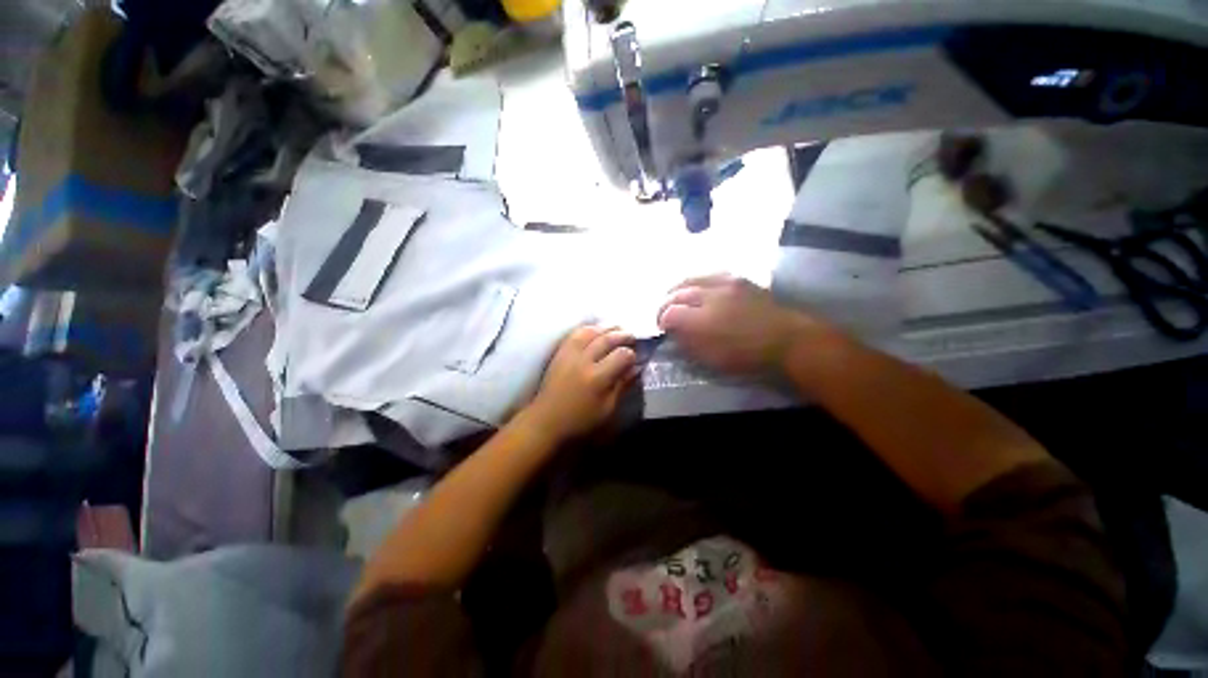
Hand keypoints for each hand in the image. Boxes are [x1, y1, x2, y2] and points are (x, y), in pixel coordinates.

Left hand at [524, 325, 638, 444]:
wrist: (546, 420)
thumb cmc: (580, 420)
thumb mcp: (607, 409)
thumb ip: (622, 385)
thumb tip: (636, 368)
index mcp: (598, 378)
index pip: (621, 355)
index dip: (631, 354)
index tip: (635, 358)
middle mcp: (584, 361)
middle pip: (608, 339)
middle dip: (623, 335)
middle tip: (632, 337)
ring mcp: (570, 354)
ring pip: (591, 331)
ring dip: (607, 328)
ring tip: (617, 329)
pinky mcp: (560, 352)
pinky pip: (576, 333)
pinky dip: (589, 329)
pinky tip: (596, 330)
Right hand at [658, 274, 814, 373]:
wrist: (787, 340)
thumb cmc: (747, 356)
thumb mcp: (712, 359)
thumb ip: (687, 342)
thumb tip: (672, 331)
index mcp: (702, 322)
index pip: (669, 314)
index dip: (661, 320)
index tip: (661, 327)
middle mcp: (710, 296)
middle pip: (676, 294)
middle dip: (665, 304)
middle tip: (663, 313)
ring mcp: (724, 283)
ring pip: (690, 279)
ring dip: (677, 289)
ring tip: (674, 297)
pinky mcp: (737, 278)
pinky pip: (708, 275)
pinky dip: (695, 282)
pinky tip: (695, 288)